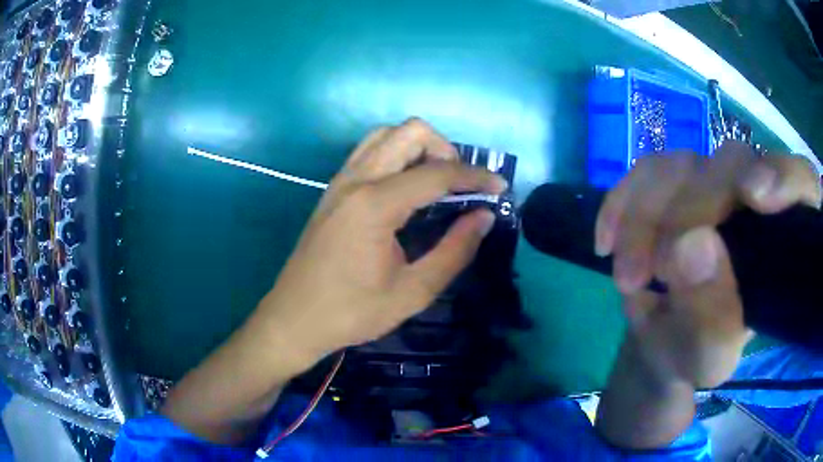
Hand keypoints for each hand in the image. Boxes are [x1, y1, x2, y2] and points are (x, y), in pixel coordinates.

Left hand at [252, 118, 505, 365]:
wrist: (294, 319)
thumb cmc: (352, 313)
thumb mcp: (413, 292)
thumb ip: (454, 250)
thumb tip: (484, 216)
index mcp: (375, 204)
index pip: (437, 172)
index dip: (475, 177)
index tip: (500, 188)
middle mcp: (356, 180)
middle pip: (409, 132)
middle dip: (445, 150)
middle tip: (460, 185)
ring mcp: (340, 181)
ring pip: (385, 135)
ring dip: (418, 147)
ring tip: (436, 182)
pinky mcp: (333, 190)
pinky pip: (369, 152)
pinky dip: (396, 155)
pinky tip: (407, 188)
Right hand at [596, 142, 820, 388]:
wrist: (661, 340)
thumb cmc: (698, 352)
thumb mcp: (709, 355)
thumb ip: (713, 316)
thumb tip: (691, 247)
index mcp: (782, 238)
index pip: (802, 184)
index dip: (786, 177)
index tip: (755, 198)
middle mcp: (753, 195)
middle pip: (731, 164)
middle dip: (687, 214)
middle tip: (654, 274)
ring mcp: (711, 181)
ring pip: (681, 164)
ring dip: (645, 218)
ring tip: (627, 278)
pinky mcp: (673, 181)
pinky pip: (643, 171)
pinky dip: (621, 205)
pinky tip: (607, 243)